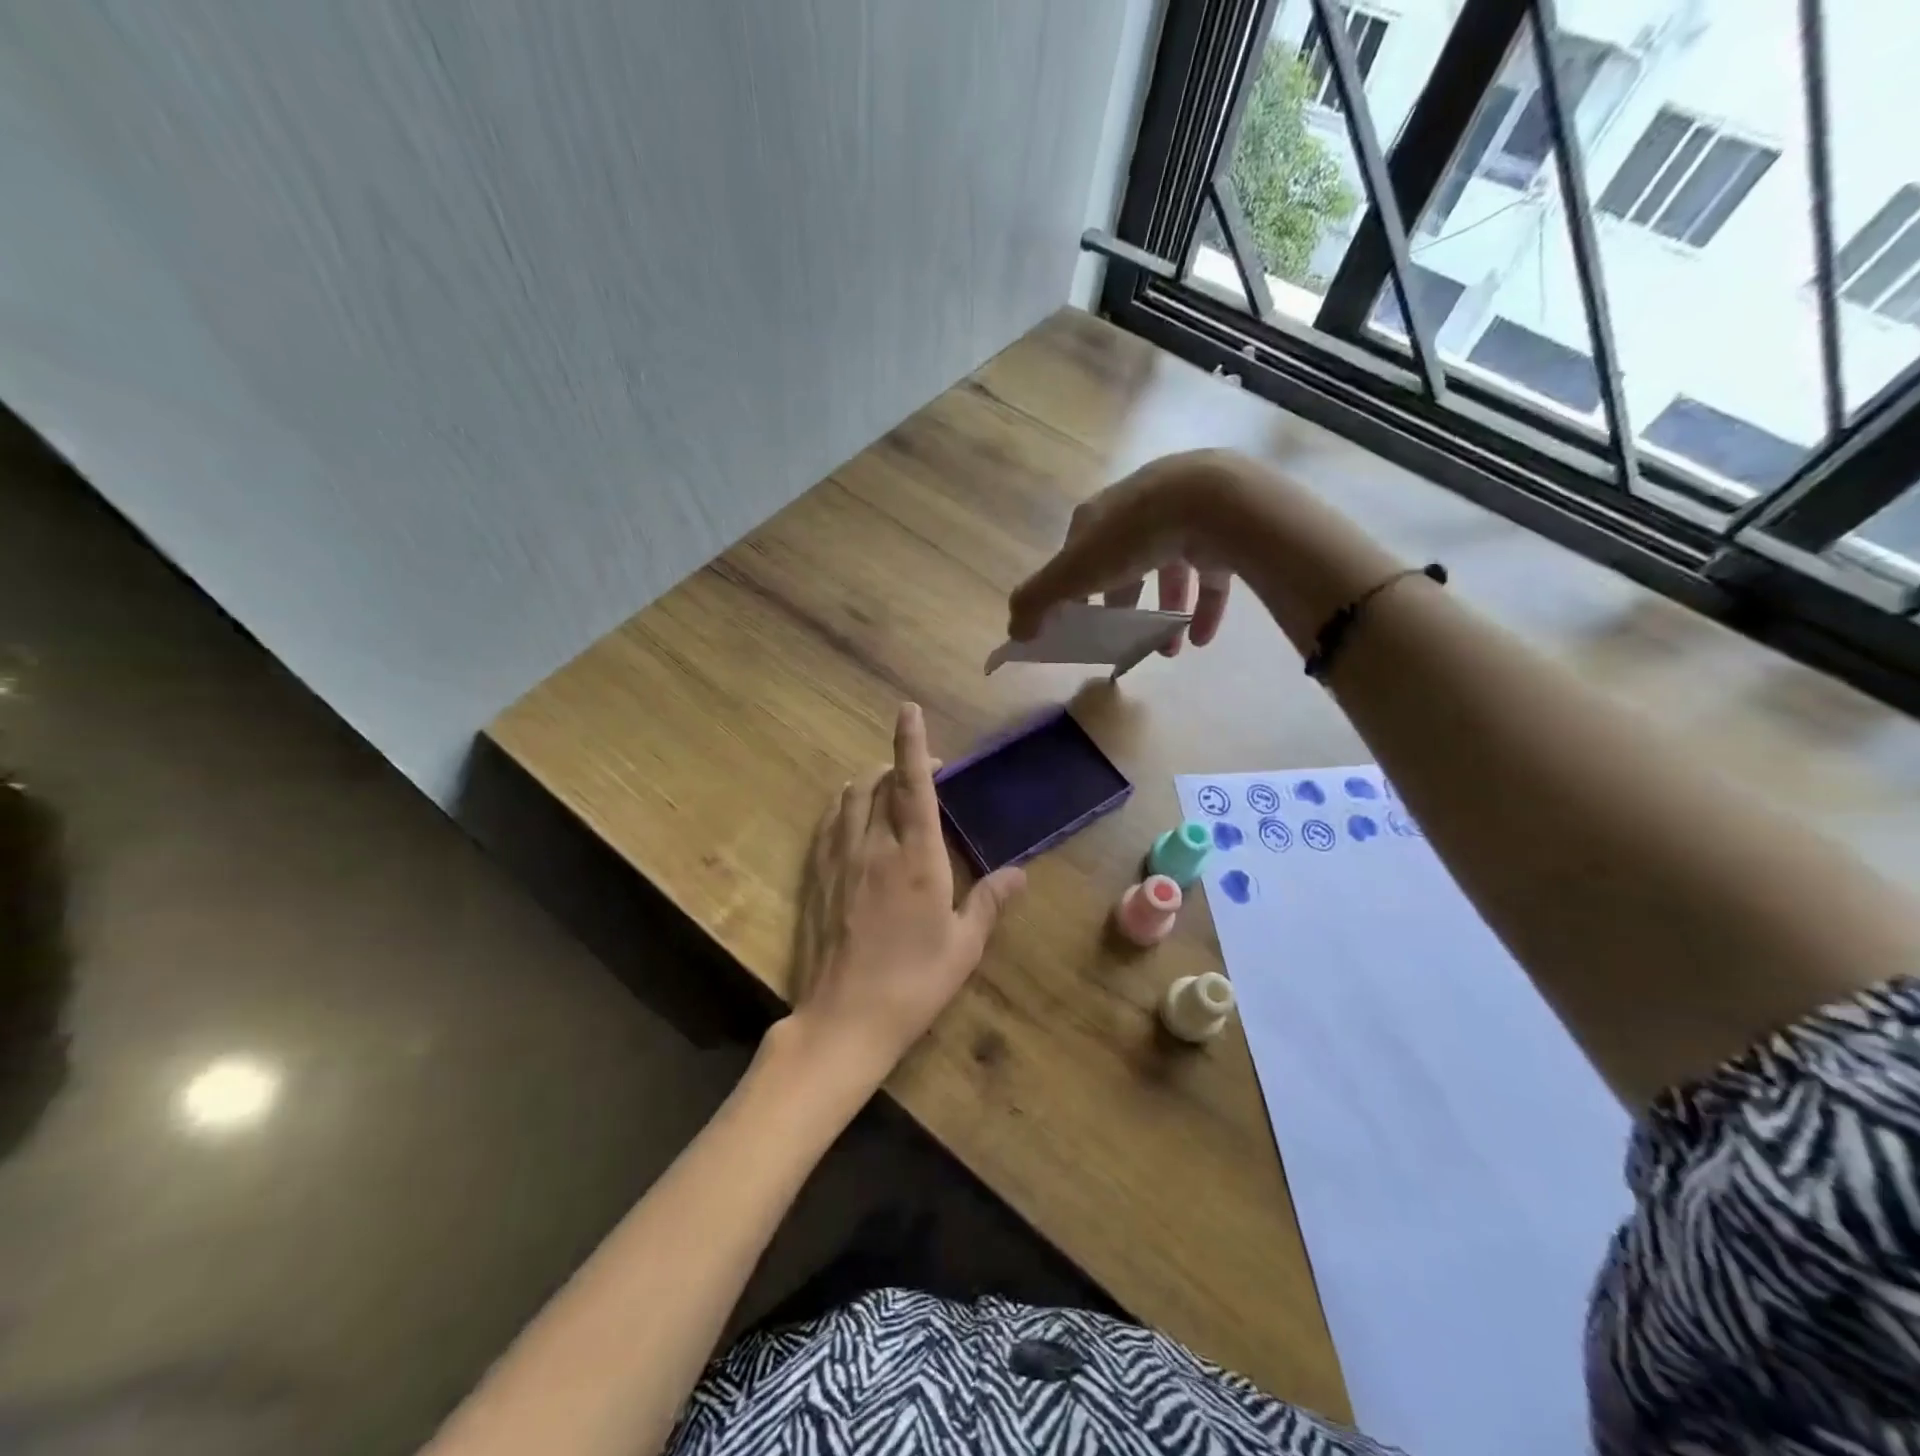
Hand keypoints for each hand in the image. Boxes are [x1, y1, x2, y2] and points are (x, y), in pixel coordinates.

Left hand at [786, 703, 1024, 1079]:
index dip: (912, 743)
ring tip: (889, 792)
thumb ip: (990, 901)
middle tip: (923, 774)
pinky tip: (856, 821)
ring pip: (850, 797)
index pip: (913, 785)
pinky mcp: (816, 876)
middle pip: (879, 782)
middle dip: (899, 764)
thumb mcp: (964, 945)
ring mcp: (839, 858)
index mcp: (916, 857)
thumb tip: (1020, 873)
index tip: (908, 709)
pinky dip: (845, 807)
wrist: (845, 1018)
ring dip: (870, 782)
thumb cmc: (914, 982)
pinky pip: (829, 822)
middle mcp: (874, 845)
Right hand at [1010, 451, 1243, 654]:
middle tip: (1123, 637)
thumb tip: (1014, 633)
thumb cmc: (1132, 536)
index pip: (1078, 554)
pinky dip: (1204, 608)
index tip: (1079, 622)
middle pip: (1123, 562)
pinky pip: (1210, 575)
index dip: (1074, 589)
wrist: (1212, 501)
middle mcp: (1138, 510)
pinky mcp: (1221, 530)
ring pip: (1169, 570)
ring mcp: (1183, 517)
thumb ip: (1038, 601)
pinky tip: (1199, 639)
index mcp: (1099, 515)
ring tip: (1166, 651)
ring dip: (1164, 614)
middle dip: (1122, 604)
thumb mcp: (1073, 572)